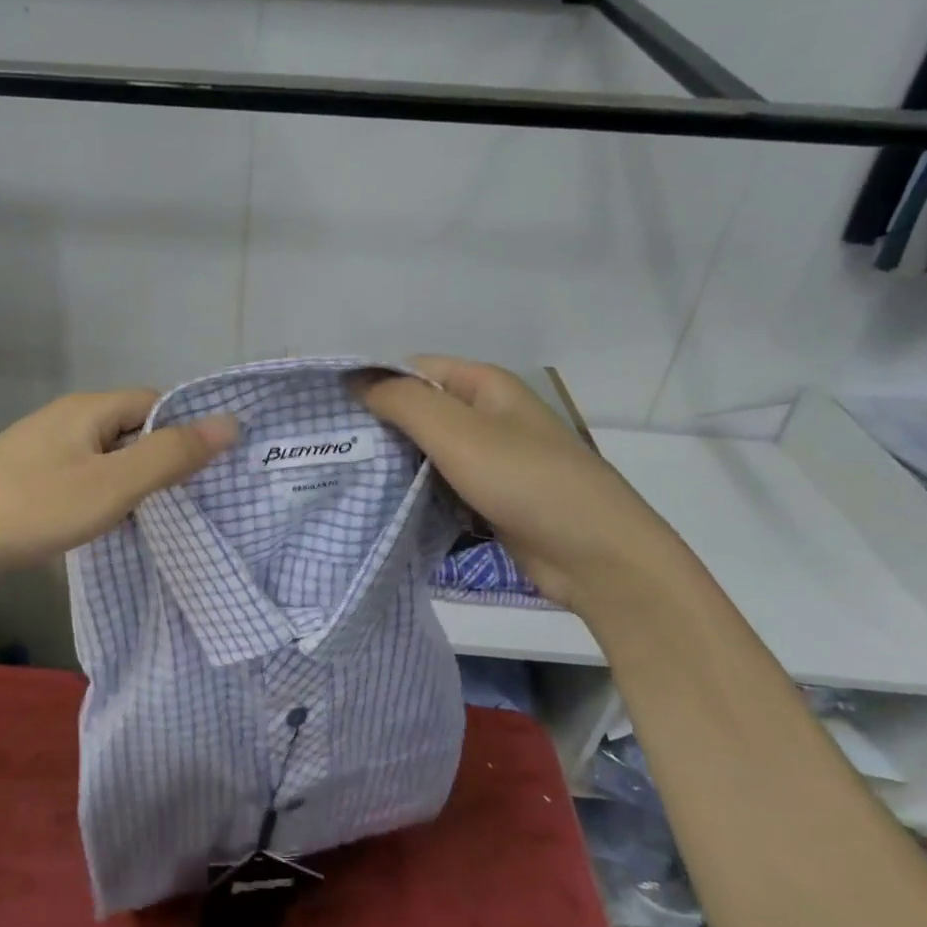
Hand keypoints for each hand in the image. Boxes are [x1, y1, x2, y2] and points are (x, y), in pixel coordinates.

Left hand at [0, 389, 237, 597]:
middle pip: (131, 428)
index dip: (187, 430)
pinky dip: (101, 496)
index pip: (156, 403)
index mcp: (89, 408)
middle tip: (192, 500)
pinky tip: (106, 526)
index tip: (212, 470)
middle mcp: (65, 418)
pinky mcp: (23, 478)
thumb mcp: (112, 486)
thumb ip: (171, 455)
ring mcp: (40, 448)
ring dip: (132, 481)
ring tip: (157, 518)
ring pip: (105, 456)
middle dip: (162, 459)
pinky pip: (79, 477)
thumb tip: (230, 422)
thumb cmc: (30, 509)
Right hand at [358, 356, 690, 614]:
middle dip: (378, 426)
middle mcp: (486, 416)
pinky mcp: (489, 499)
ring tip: (343, 476)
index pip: (413, 370)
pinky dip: (415, 492)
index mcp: (484, 385)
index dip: (373, 383)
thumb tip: (355, 380)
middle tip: (329, 448)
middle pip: (419, 411)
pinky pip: (441, 485)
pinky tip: (379, 504)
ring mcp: (489, 459)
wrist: (597, 557)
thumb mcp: (457, 432)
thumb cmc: (526, 481)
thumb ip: (403, 401)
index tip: (330, 409)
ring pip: (427, 452)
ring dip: (393, 463)